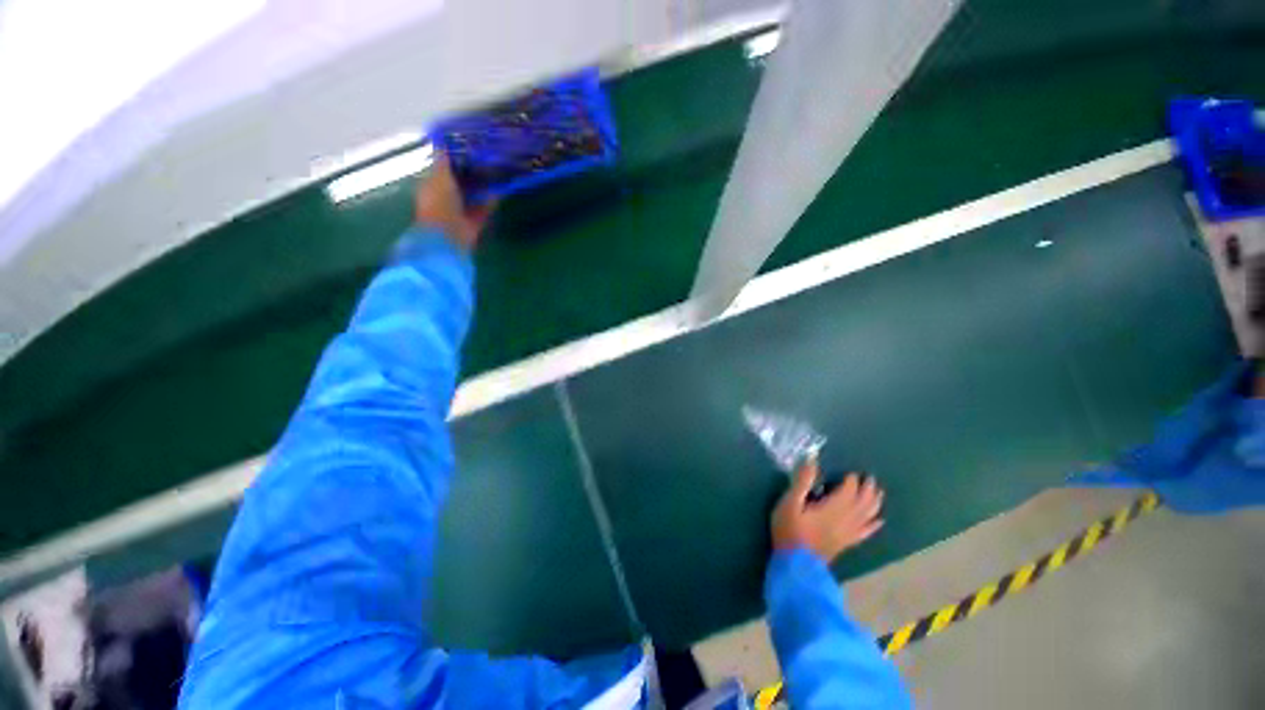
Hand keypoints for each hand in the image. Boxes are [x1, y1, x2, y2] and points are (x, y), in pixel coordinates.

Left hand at [414, 155, 495, 249]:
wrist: (449, 235)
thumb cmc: (440, 203)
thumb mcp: (440, 176)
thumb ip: (443, 160)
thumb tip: (442, 141)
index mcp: (432, 185)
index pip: (443, 169)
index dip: (454, 159)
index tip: (468, 147)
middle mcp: (446, 197)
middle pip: (461, 181)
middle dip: (472, 172)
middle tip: (486, 158)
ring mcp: (461, 211)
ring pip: (474, 195)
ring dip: (483, 186)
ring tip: (496, 171)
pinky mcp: (475, 222)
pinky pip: (484, 208)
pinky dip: (491, 200)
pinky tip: (500, 189)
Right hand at [771, 459, 884, 562]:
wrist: (795, 565)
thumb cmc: (789, 530)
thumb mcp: (789, 503)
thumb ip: (802, 482)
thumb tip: (812, 461)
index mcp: (833, 508)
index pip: (848, 491)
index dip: (852, 481)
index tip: (852, 472)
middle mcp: (845, 520)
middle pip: (862, 502)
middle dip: (868, 490)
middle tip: (871, 478)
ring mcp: (848, 533)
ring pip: (867, 516)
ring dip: (874, 503)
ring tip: (878, 493)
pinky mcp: (846, 543)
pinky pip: (865, 532)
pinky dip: (873, 524)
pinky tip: (879, 521)